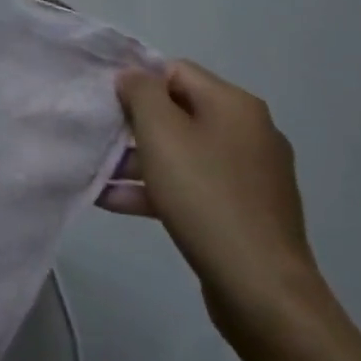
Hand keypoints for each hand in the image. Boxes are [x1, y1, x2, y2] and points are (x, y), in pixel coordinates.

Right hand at [99, 61, 323, 337]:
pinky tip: (116, 203)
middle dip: (135, 126)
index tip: (107, 105)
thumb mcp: (160, 132)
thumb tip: (134, 76)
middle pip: (180, 112)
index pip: (176, 71)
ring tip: (99, 176)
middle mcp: (249, 132)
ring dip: (140, 161)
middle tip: (100, 140)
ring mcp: (251, 175)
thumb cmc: (206, 196)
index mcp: (235, 105)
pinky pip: (195, 186)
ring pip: (184, 153)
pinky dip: (159, 190)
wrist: (262, 289)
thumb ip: (141, 93)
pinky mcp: (246, 212)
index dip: (138, 83)